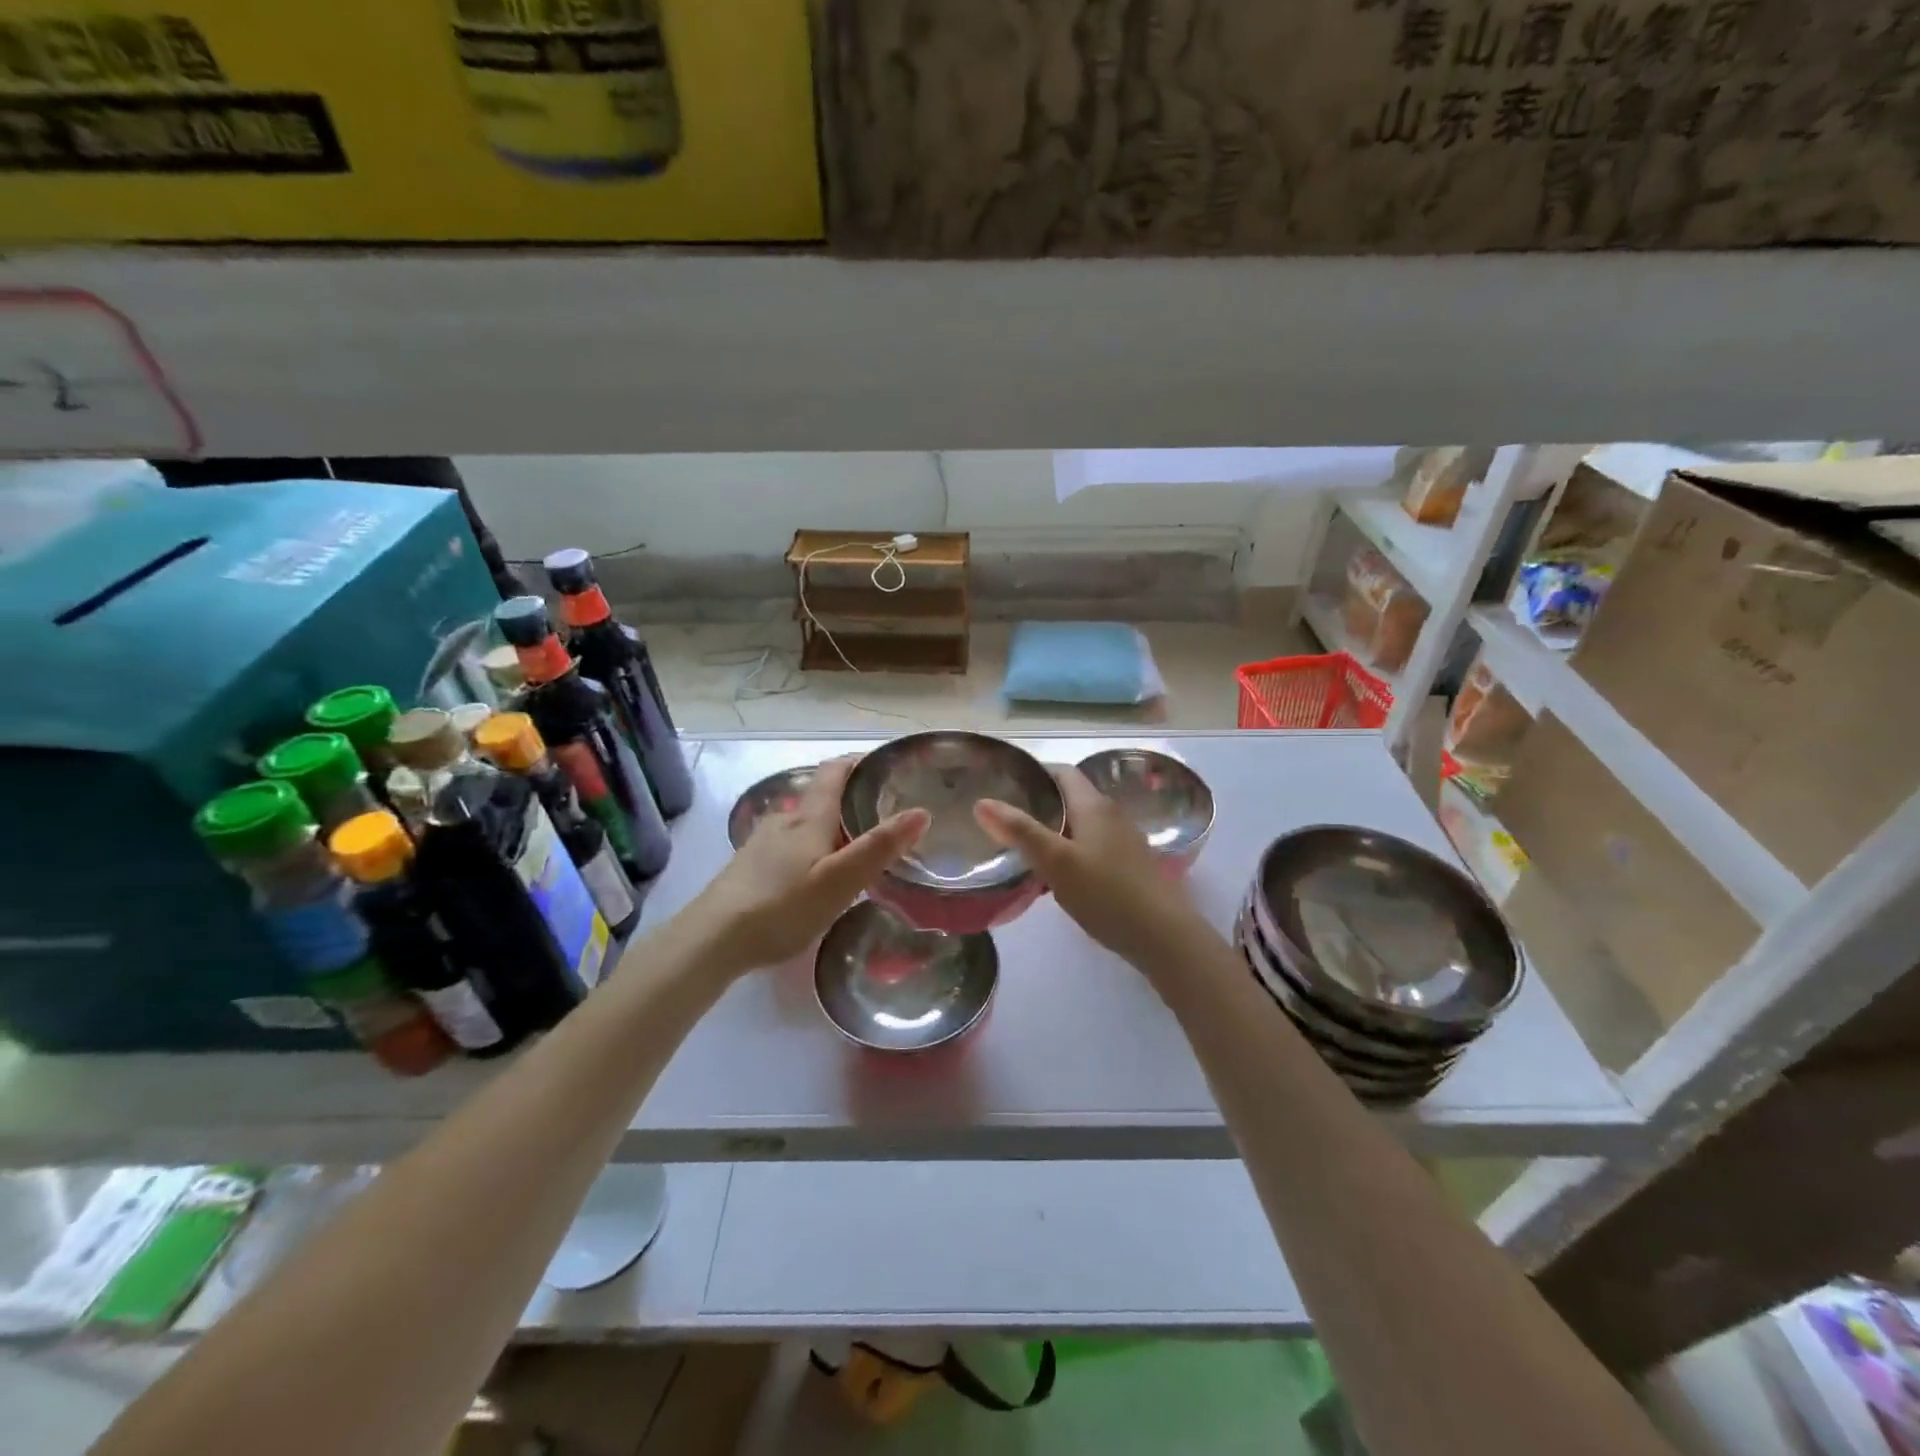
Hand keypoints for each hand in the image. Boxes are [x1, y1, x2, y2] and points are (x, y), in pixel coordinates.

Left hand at [683, 756, 928, 973]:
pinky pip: (790, 845)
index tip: (888, 765)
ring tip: (856, 850)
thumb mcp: (839, 881)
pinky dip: (811, 849)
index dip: (860, 761)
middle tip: (885, 817)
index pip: (835, 771)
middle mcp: (784, 820)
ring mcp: (762, 842)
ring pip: (805, 824)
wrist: (711, 939)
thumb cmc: (781, 907)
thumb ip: (879, 847)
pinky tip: (816, 876)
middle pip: (822, 798)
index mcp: (809, 818)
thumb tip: (920, 811)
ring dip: (831, 828)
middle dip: (852, 801)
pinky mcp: (749, 865)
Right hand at [974, 765, 1209, 972]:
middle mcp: (1111, 814)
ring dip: (1053, 829)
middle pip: (1070, 796)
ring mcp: (1124, 839)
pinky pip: (1092, 845)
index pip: (1060, 772)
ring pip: (1081, 823)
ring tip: (1021, 846)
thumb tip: (982, 802)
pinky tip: (1055, 874)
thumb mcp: (1056, 862)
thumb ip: (1020, 831)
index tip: (1003, 784)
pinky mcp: (1129, 864)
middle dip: (1039, 803)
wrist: (1163, 936)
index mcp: (1094, 805)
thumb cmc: (1106, 893)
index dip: (1032, 773)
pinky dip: (1069, 849)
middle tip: (1003, 818)